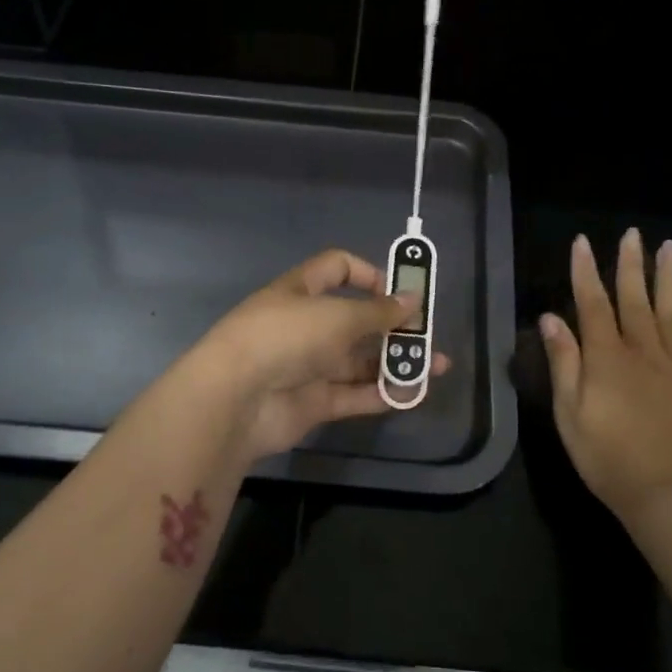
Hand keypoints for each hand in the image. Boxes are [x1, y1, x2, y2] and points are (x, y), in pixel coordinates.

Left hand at [195, 249, 450, 465]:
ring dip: (396, 362)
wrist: (235, 400)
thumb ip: (378, 312)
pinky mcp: (312, 403)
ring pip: (359, 361)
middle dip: (392, 326)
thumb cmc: (286, 337)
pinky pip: (354, 395)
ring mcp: (308, 366)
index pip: (337, 268)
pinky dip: (383, 393)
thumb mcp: (337, 316)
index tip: (399, 290)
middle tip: (428, 334)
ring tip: (436, 366)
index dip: (369, 274)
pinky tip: (415, 393)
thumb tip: (412, 299)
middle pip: (355, 320)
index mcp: (301, 291)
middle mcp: (304, 325)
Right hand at [540, 229, 671, 525]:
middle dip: (629, 264)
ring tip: (669, 247)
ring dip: (668, 279)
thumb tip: (551, 318)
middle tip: (632, 233)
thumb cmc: (609, 459)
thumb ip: (563, 363)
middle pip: (634, 299)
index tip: (582, 242)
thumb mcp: (570, 414)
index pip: (592, 303)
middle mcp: (645, 352)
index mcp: (608, 358)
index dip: (585, 271)